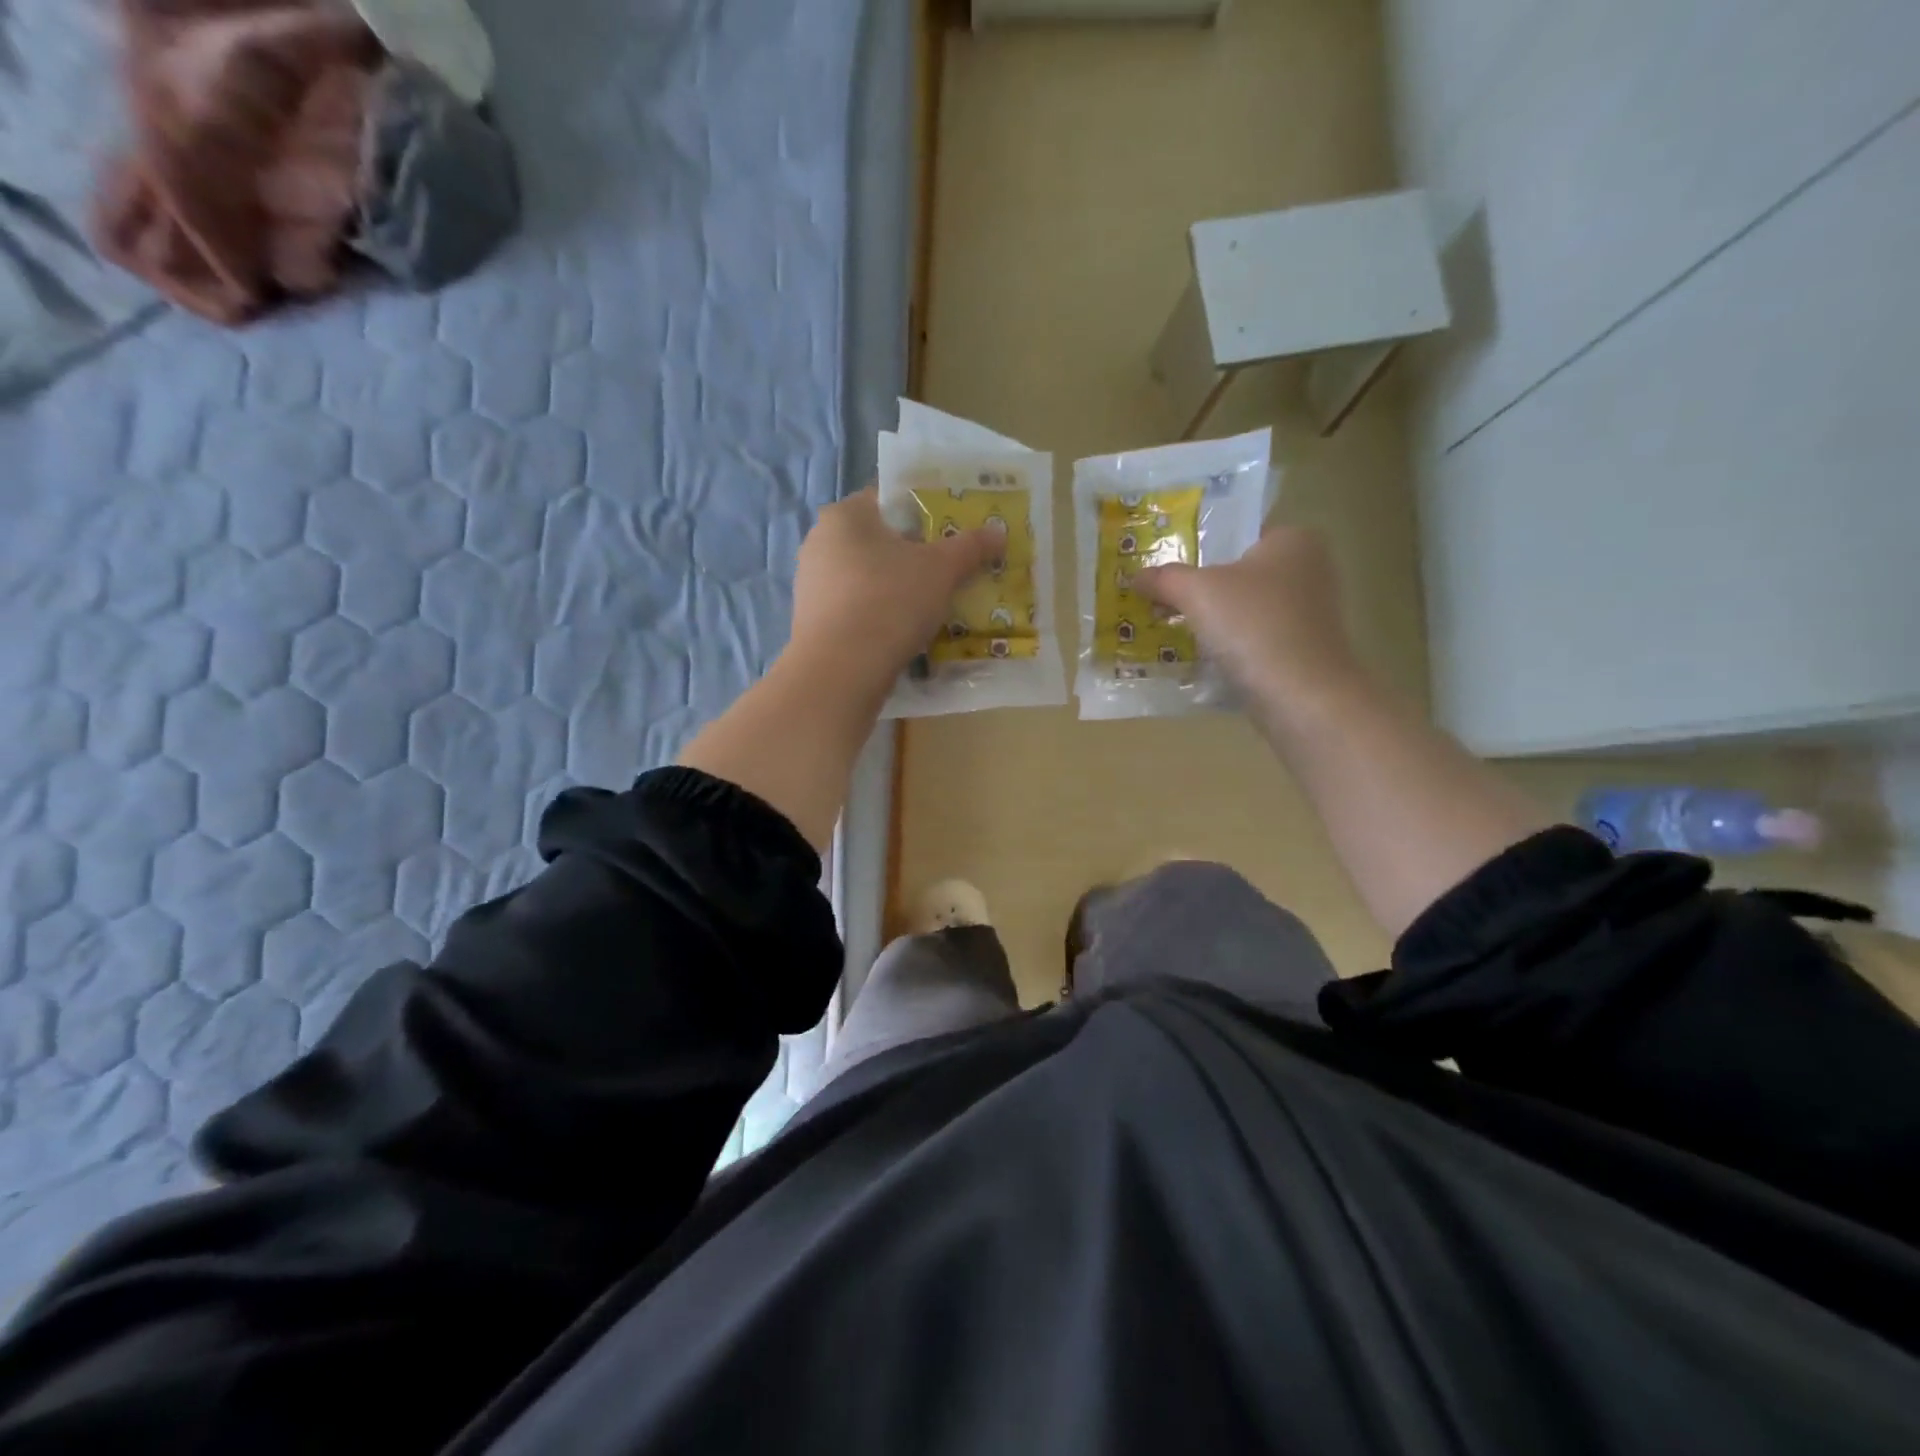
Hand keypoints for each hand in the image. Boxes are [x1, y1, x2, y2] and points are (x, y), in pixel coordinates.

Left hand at [788, 487, 1005, 688]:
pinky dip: (878, 614)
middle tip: (948, 570)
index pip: (888, 499)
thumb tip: (998, 531)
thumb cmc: (889, 601)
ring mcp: (811, 583)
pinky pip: (855, 607)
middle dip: (912, 554)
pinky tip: (901, 632)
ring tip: (930, 606)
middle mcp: (820, 541)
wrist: (841, 670)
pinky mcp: (812, 620)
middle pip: (878, 540)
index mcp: (845, 515)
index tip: (951, 532)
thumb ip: (970, 547)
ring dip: (896, 587)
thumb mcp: (941, 570)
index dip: (924, 511)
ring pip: (866, 577)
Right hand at [1135, 526, 1361, 717]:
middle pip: (1239, 572)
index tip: (1166, 567)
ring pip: (1246, 607)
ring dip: (1213, 618)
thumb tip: (1135, 576)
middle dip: (1202, 587)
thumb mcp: (1197, 592)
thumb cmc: (1253, 625)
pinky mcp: (1304, 648)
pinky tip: (1202, 655)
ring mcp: (1310, 612)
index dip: (1199, 547)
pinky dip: (1231, 644)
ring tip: (1172, 627)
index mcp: (1293, 539)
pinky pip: (1255, 637)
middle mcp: (1310, 568)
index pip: (1238, 533)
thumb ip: (1165, 579)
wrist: (1301, 694)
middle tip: (1160, 598)